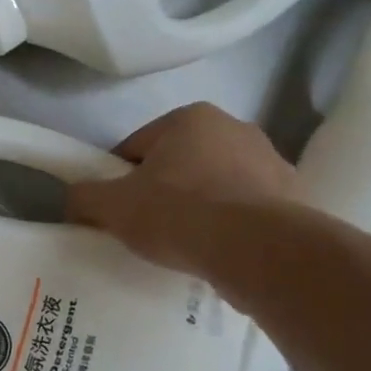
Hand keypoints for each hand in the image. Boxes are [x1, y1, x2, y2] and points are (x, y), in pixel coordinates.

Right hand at [67, 103, 294, 274]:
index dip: (118, 179)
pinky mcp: (296, 198)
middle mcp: (235, 128)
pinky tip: (219, 252)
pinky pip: (247, 210)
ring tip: (186, 245)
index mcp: (190, 118)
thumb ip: (85, 196)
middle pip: (179, 163)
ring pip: (216, 185)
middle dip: (163, 190)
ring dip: (200, 207)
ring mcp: (272, 162)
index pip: (137, 147)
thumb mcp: (113, 206)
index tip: (116, 210)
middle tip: (148, 228)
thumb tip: (74, 198)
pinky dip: (232, 226)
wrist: (260, 251)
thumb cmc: (180, 214)